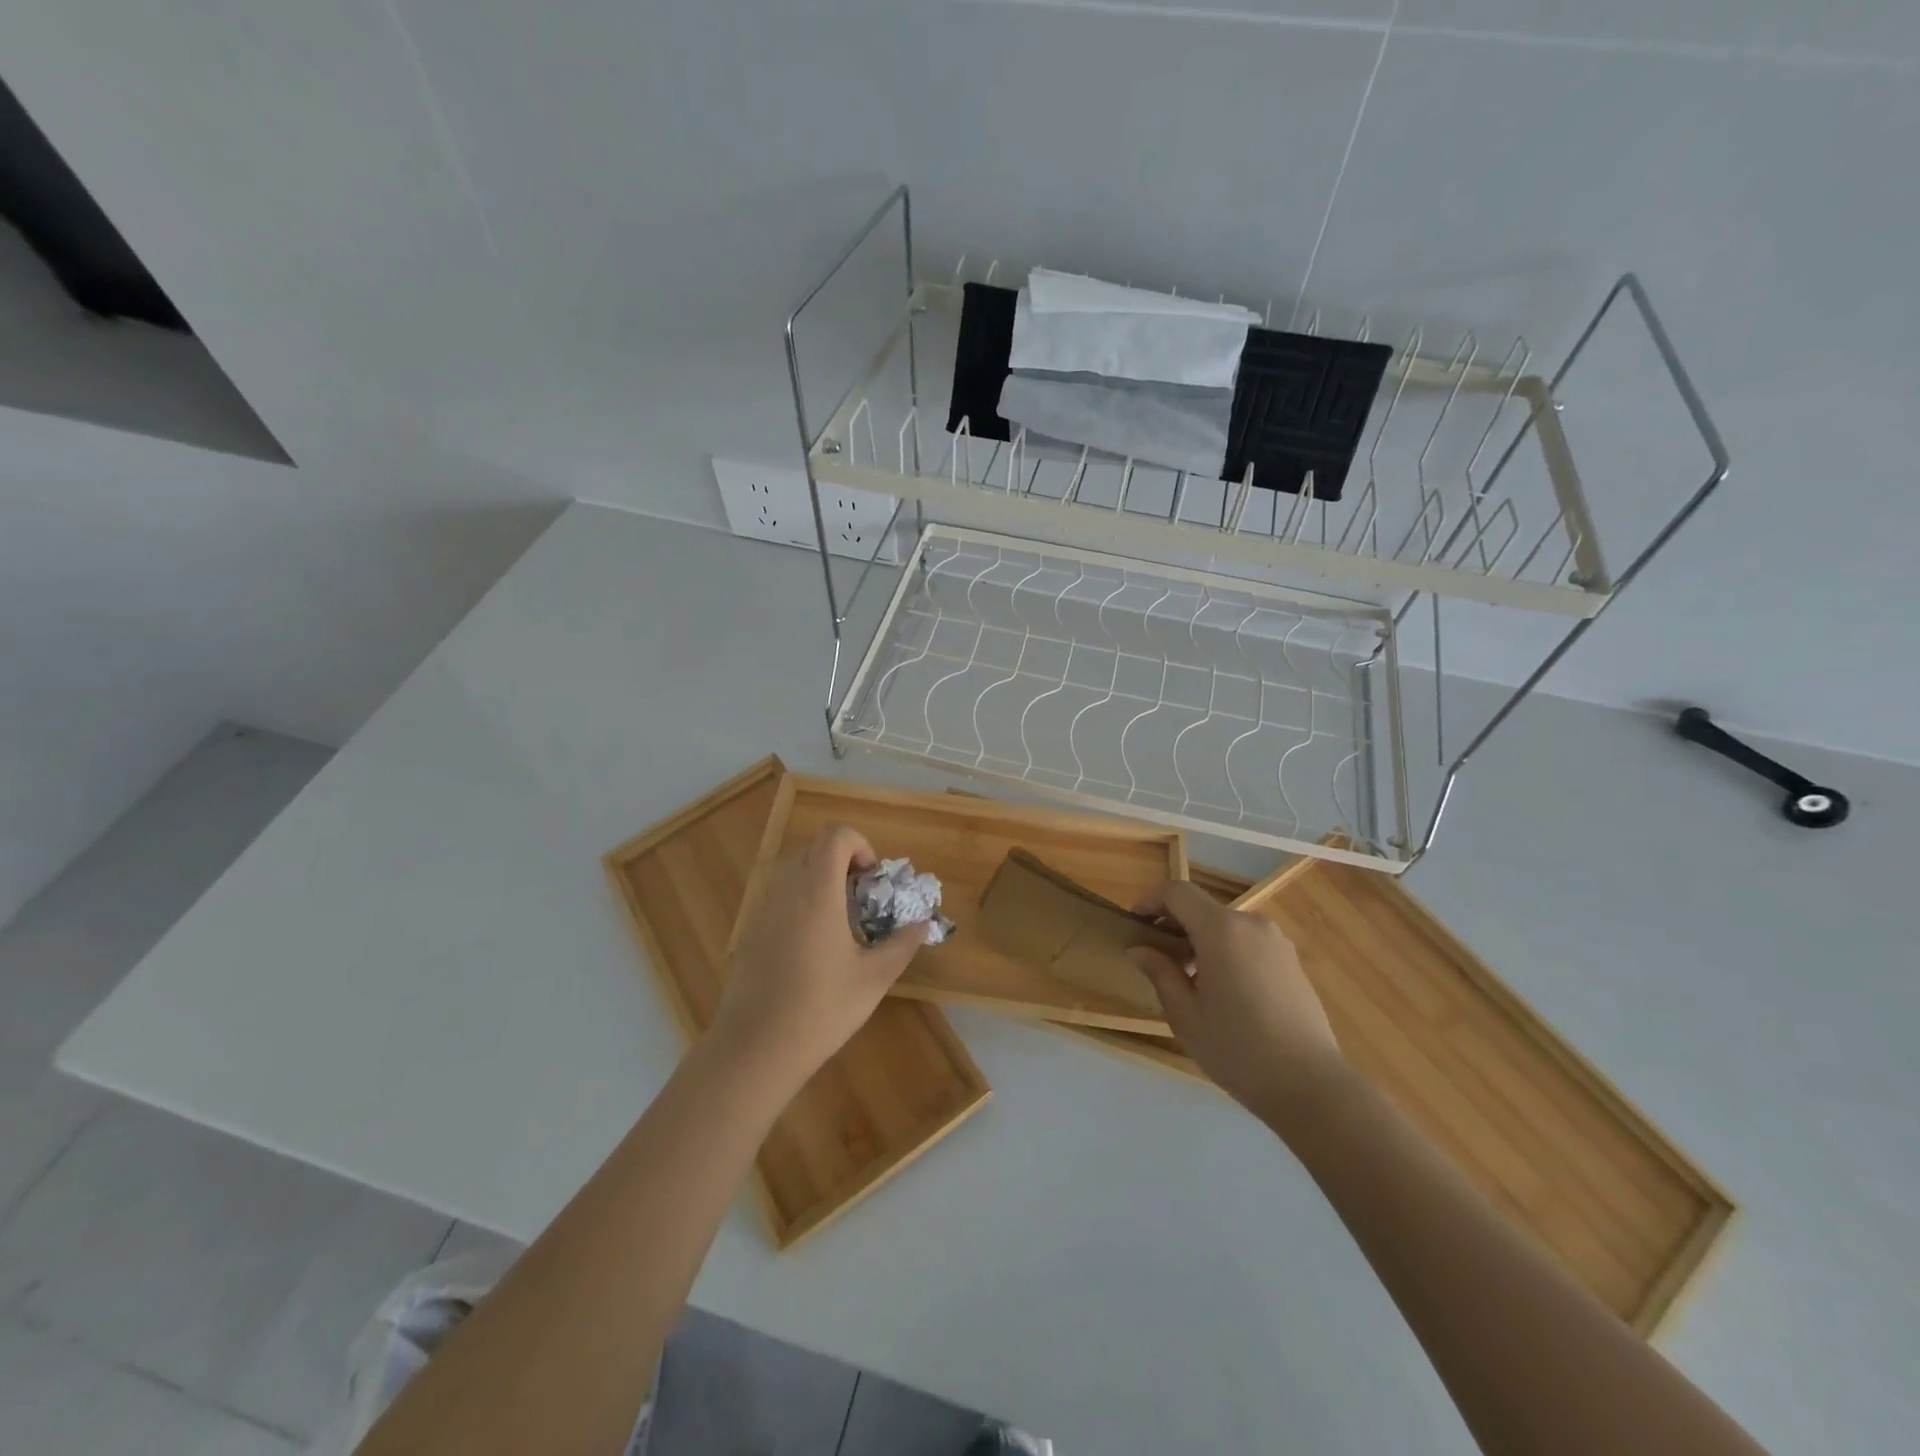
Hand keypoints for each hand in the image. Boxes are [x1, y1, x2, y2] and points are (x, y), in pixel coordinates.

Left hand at [715, 824, 929, 1084]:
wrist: (755, 1047)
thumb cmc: (821, 1008)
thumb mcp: (874, 978)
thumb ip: (902, 944)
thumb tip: (924, 924)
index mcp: (818, 891)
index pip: (836, 835)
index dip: (860, 845)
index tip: (873, 879)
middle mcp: (787, 889)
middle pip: (814, 847)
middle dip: (844, 860)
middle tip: (863, 897)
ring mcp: (763, 908)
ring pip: (794, 869)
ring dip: (821, 878)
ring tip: (841, 920)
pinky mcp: (750, 930)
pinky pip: (779, 895)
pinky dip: (801, 899)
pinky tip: (813, 944)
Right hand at [1128, 879, 1343, 1128]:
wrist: (1311, 1086)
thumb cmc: (1238, 1049)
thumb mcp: (1185, 1015)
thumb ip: (1160, 972)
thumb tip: (1140, 949)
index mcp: (1221, 930)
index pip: (1177, 892)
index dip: (1150, 902)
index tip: (1135, 927)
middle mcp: (1251, 924)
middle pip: (1202, 908)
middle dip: (1174, 925)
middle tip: (1156, 960)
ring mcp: (1276, 941)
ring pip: (1226, 926)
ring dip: (1200, 940)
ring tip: (1189, 980)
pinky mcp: (1292, 961)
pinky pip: (1247, 942)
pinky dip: (1226, 952)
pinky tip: (1224, 992)